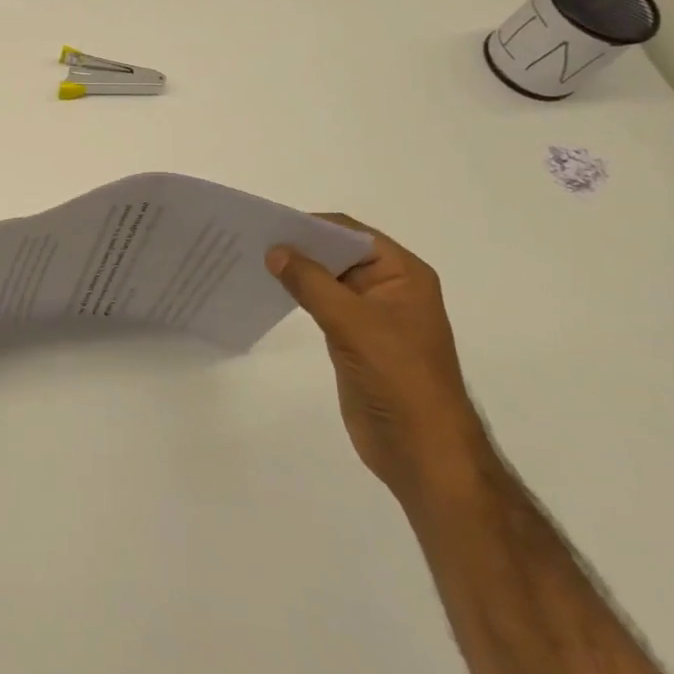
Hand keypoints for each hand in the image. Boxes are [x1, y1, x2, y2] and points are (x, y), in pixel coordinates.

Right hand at [266, 217, 491, 508]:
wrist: (422, 450)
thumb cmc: (398, 378)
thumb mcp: (353, 323)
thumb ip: (311, 283)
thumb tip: (274, 251)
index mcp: (403, 274)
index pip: (352, 234)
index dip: (312, 226)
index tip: (268, 224)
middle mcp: (389, 287)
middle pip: (338, 253)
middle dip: (300, 246)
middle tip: (251, 240)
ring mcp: (371, 314)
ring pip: (327, 278)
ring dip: (296, 270)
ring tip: (252, 261)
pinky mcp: (355, 338)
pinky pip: (322, 304)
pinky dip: (298, 294)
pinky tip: (270, 291)